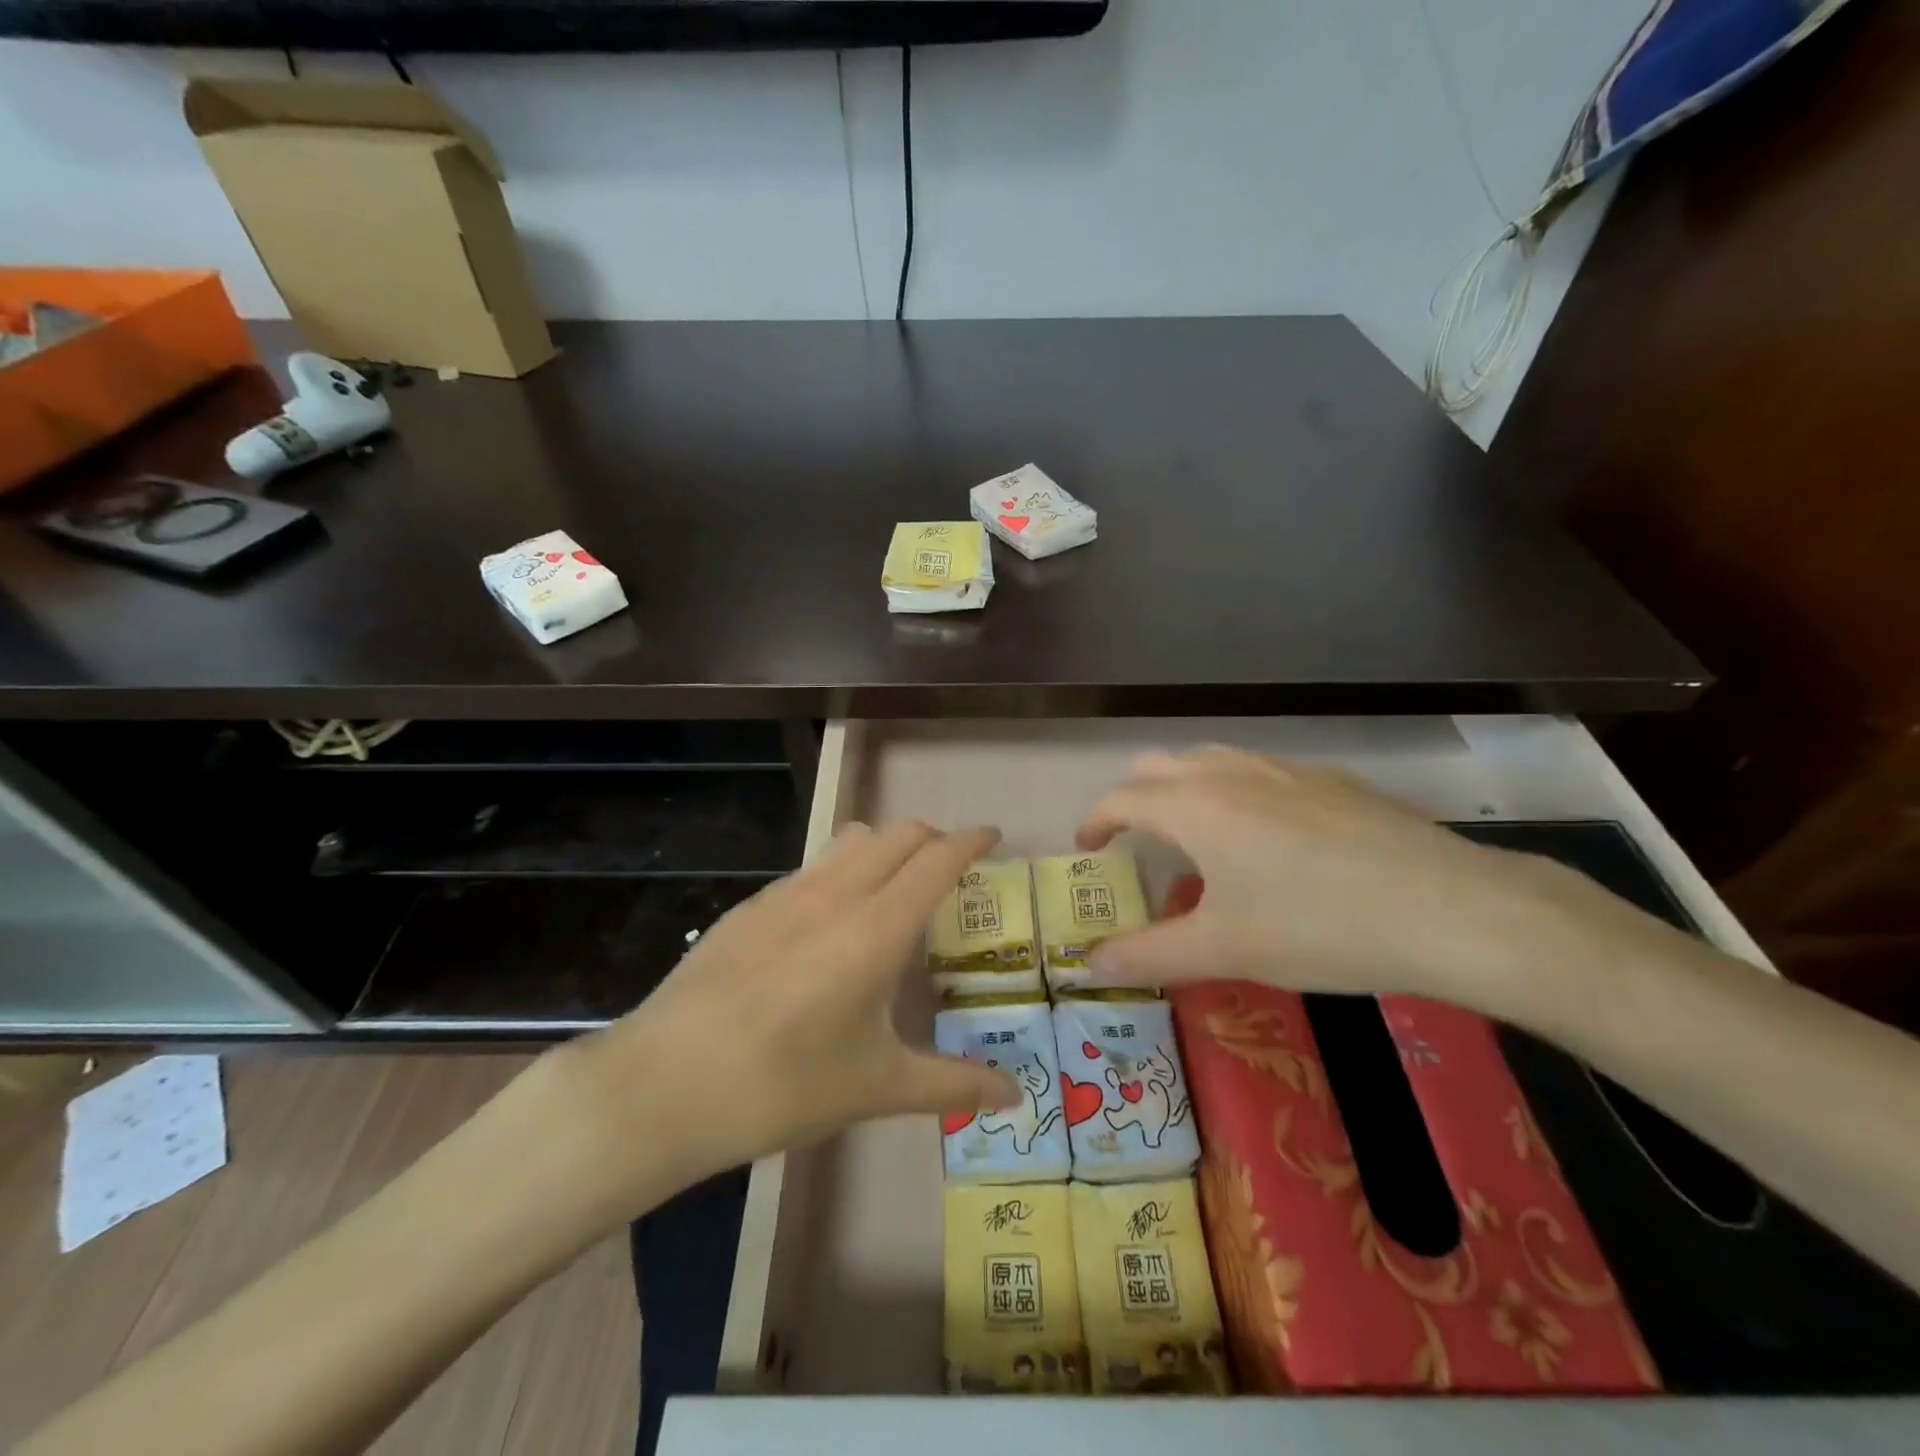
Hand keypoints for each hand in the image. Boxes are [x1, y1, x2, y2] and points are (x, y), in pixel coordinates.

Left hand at [551, 820, 1021, 1211]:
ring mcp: (786, 894)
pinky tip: (827, 925)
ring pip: (850, 841)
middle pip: (897, 834)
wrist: (665, 1084)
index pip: (938, 859)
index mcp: (877, 927)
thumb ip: (953, 1083)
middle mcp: (836, 893)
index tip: (993, 838)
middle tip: (949, 869)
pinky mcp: (748, 907)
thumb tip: (1014, 1094)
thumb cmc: (785, 1085)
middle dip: (932, 838)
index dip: (971, 841)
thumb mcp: (877, 1087)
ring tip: (893, 888)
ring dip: (884, 847)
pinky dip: (840, 872)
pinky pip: (811, 868)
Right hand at [1076, 748, 1613, 1009]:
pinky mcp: (1331, 780)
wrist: (1452, 909)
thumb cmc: (1319, 928)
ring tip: (1195, 837)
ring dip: (1183, 789)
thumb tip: (1089, 964)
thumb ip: (1148, 954)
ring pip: (1210, 761)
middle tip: (1135, 842)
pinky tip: (1270, 840)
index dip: (1094, 822)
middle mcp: (1231, 772)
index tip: (1087, 850)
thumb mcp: (1225, 950)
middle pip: (1159, 766)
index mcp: (1195, 805)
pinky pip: (1259, 772)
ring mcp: (1285, 769)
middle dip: (1134, 798)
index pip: (1121, 798)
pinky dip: (1235, 793)